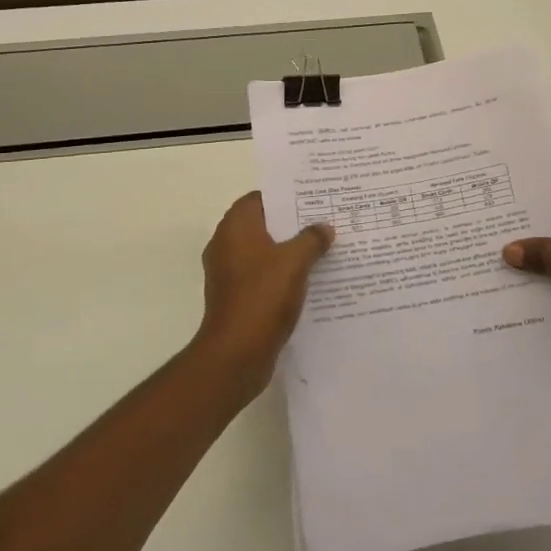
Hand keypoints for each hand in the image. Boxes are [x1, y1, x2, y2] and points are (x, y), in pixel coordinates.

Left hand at [193, 192, 334, 396]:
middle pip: (262, 225)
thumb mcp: (295, 262)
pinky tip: (308, 280)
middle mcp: (226, 246)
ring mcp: (228, 274)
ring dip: (288, 251)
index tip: (311, 198)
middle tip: (323, 222)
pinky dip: (281, 275)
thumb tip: (324, 227)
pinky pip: (261, 276)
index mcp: (235, 228)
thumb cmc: (263, 296)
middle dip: (291, 225)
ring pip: (263, 252)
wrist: (236, 353)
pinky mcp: (235, 298)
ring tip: (322, 249)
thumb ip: (312, 239)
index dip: (284, 197)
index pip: (258, 199)